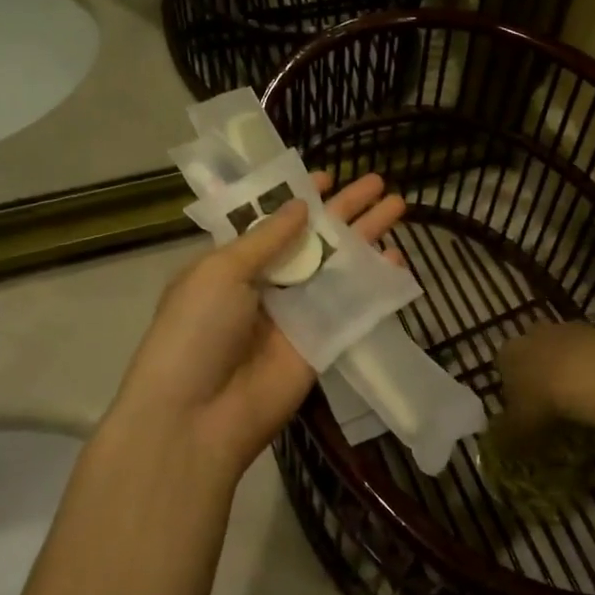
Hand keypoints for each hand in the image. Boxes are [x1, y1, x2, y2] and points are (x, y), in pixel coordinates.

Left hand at [109, 172, 405, 477]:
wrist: (196, 417)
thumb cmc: (195, 332)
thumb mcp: (219, 272)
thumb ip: (265, 238)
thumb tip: (300, 205)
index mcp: (232, 263)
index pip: (271, 221)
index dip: (298, 198)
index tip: (327, 177)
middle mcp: (267, 284)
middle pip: (313, 238)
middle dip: (345, 210)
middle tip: (377, 181)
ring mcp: (297, 314)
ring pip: (338, 266)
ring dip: (366, 237)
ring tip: (398, 205)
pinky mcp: (322, 343)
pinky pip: (352, 306)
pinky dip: (375, 283)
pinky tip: (397, 259)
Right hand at [494, 322, 594, 441]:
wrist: (594, 375)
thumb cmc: (544, 402)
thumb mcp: (517, 431)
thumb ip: (505, 437)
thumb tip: (498, 444)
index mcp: (507, 354)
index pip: (503, 370)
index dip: (513, 393)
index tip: (526, 415)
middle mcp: (531, 335)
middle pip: (533, 356)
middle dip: (541, 377)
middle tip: (554, 408)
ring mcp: (565, 329)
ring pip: (563, 352)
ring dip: (569, 371)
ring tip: (581, 403)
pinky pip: (591, 354)